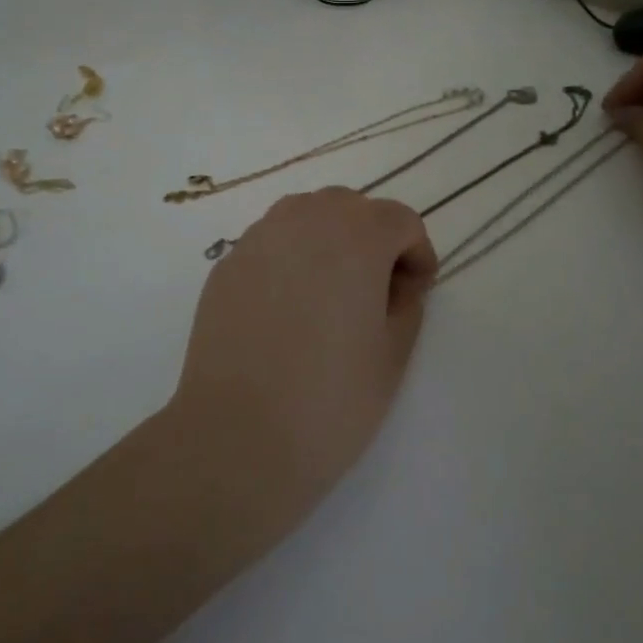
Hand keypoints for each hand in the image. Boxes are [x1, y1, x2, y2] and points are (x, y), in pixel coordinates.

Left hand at [165, 188, 437, 539]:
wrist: (237, 436)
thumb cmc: (330, 399)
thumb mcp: (393, 354)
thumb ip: (406, 303)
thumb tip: (395, 283)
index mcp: (356, 235)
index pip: (400, 220)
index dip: (416, 254)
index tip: (413, 295)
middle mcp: (303, 220)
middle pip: (350, 207)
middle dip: (371, 239)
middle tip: (374, 293)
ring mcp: (257, 239)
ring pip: (305, 215)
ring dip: (327, 240)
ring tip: (328, 295)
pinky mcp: (225, 265)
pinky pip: (269, 243)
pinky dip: (288, 259)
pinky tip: (285, 310)